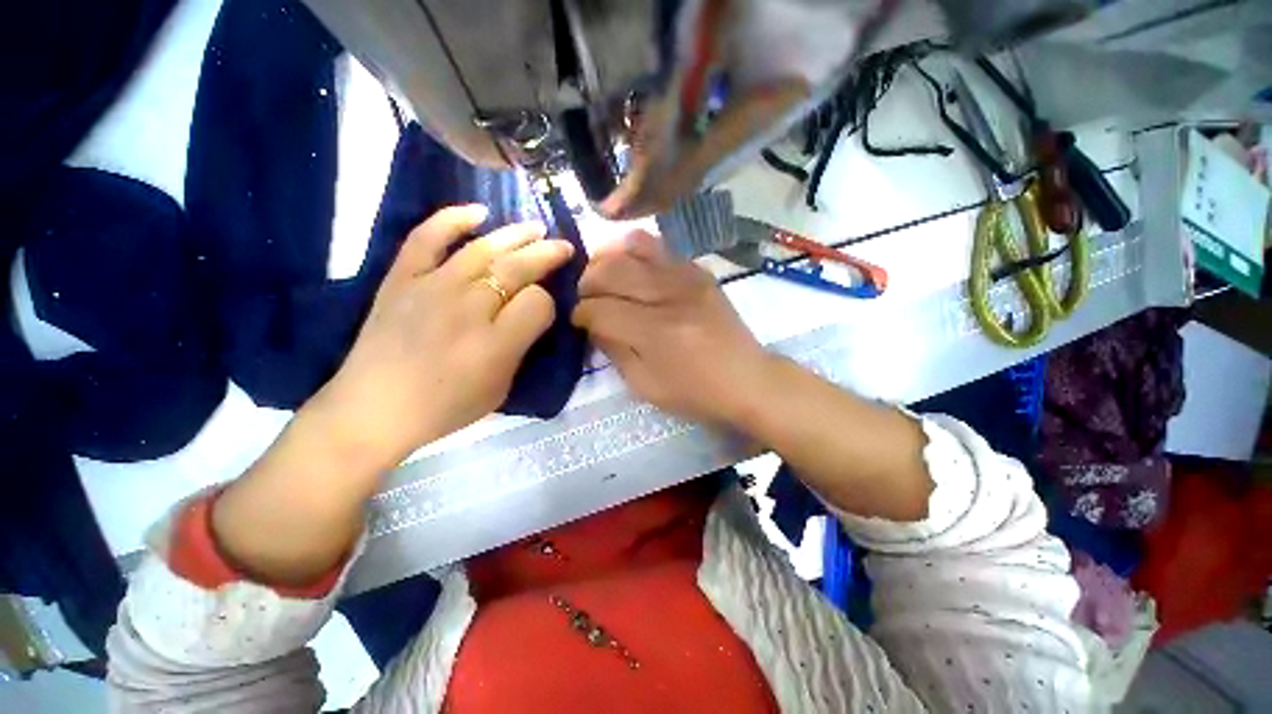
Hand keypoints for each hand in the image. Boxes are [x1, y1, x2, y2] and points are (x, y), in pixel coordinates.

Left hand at [317, 205, 574, 467]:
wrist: (374, 410)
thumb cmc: (445, 406)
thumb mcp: (501, 388)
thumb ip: (521, 346)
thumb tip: (533, 313)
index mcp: (496, 344)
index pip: (539, 303)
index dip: (549, 303)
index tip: (545, 310)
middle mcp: (468, 308)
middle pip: (517, 269)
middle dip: (547, 255)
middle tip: (565, 247)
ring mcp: (431, 287)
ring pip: (483, 248)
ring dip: (515, 235)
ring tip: (536, 227)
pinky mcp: (401, 279)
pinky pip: (427, 238)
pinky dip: (452, 219)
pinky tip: (477, 212)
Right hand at [572, 230, 768, 425]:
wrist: (747, 379)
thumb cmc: (696, 392)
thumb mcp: (646, 386)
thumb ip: (615, 351)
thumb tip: (593, 323)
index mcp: (656, 333)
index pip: (601, 310)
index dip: (581, 313)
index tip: (578, 320)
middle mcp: (670, 297)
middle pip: (612, 271)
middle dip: (587, 282)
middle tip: (585, 296)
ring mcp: (688, 278)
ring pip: (633, 248)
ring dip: (608, 259)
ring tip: (602, 274)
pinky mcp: (699, 272)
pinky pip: (659, 247)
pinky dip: (635, 252)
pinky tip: (631, 268)